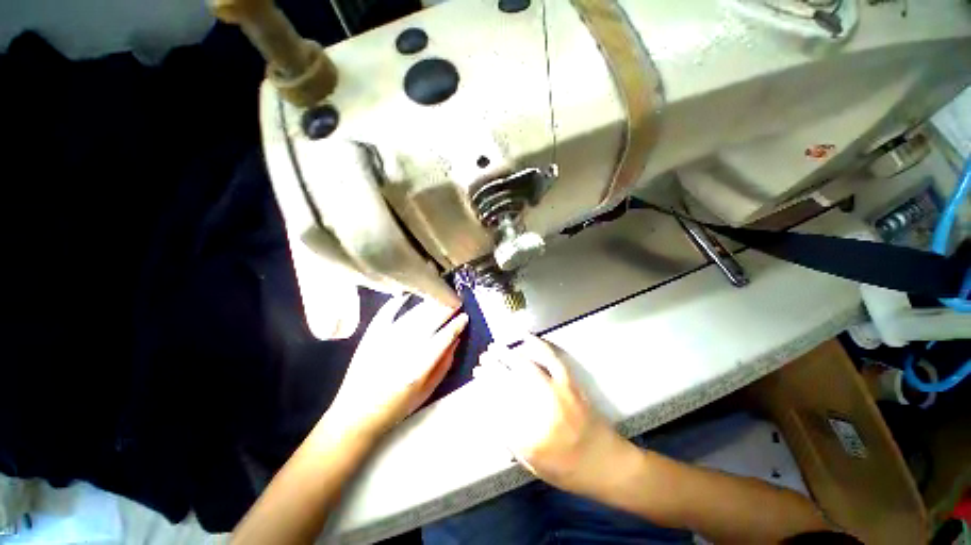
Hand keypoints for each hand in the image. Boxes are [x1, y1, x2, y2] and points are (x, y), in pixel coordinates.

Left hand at [320, 295, 467, 440]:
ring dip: (429, 304)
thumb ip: (444, 365)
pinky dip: (397, 302)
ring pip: (413, 314)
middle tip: (456, 301)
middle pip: (430, 320)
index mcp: (419, 367)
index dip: (457, 324)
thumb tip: (456, 340)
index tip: (465, 316)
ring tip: (439, 298)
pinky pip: (386, 312)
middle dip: (446, 308)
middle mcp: (404, 349)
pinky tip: (407, 295)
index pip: (444, 337)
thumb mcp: (427, 392)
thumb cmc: (396, 407)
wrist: (356, 414)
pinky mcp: (371, 336)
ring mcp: (385, 340)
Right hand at [473, 335, 630, 497]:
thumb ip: (509, 439)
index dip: (484, 389)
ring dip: (507, 355)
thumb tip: (491, 414)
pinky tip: (526, 337)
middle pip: (509, 383)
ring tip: (494, 347)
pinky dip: (538, 345)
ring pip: (526, 367)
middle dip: (491, 369)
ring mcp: (557, 393)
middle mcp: (541, 411)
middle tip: (481, 360)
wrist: (607, 463)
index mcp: (529, 437)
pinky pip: (552, 359)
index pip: (497, 405)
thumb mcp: (533, 465)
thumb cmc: (569, 470)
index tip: (476, 379)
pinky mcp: (569, 383)